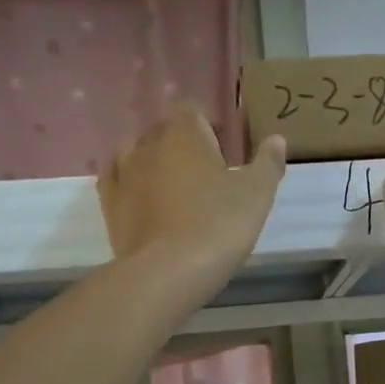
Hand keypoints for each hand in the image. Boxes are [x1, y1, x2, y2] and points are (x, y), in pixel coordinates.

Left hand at [98, 104, 286, 292]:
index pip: (192, 111)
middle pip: (165, 133)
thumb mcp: (256, 195)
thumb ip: (268, 163)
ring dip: (155, 166)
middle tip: (206, 177)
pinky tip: (144, 201)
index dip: (208, 127)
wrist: (166, 273)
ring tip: (175, 192)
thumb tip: (276, 139)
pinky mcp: (108, 204)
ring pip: (138, 156)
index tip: (224, 151)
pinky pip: (118, 183)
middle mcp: (147, 144)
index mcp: (183, 133)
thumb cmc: (218, 226)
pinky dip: (132, 187)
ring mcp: (122, 173)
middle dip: (183, 147)